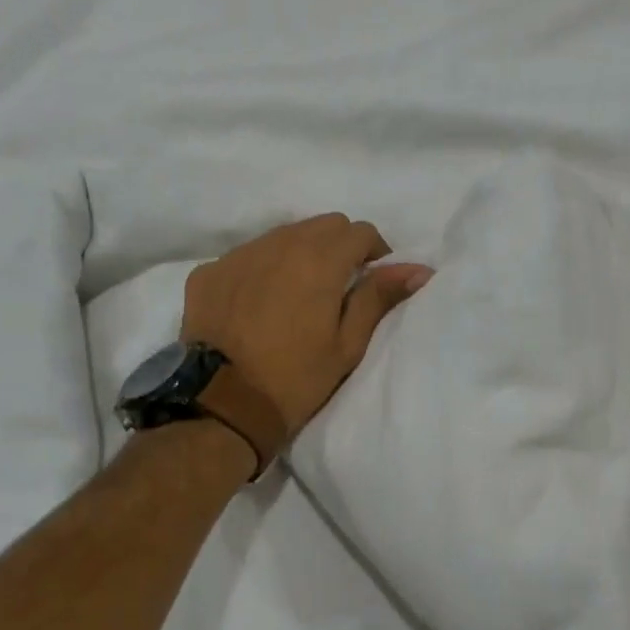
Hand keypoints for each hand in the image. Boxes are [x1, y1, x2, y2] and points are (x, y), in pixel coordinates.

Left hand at [181, 215, 431, 438]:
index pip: (359, 231)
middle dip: (340, 245)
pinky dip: (263, 268)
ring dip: (301, 252)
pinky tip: (260, 302)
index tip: (372, 278)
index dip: (374, 251)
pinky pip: (248, 255)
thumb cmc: (296, 379)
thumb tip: (419, 269)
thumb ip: (379, 297)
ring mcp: (239, 255)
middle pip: (323, 225)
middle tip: (340, 285)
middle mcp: (278, 245)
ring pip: (283, 234)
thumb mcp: (348, 344)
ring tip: (299, 293)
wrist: (222, 405)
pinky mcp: (210, 271)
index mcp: (319, 261)